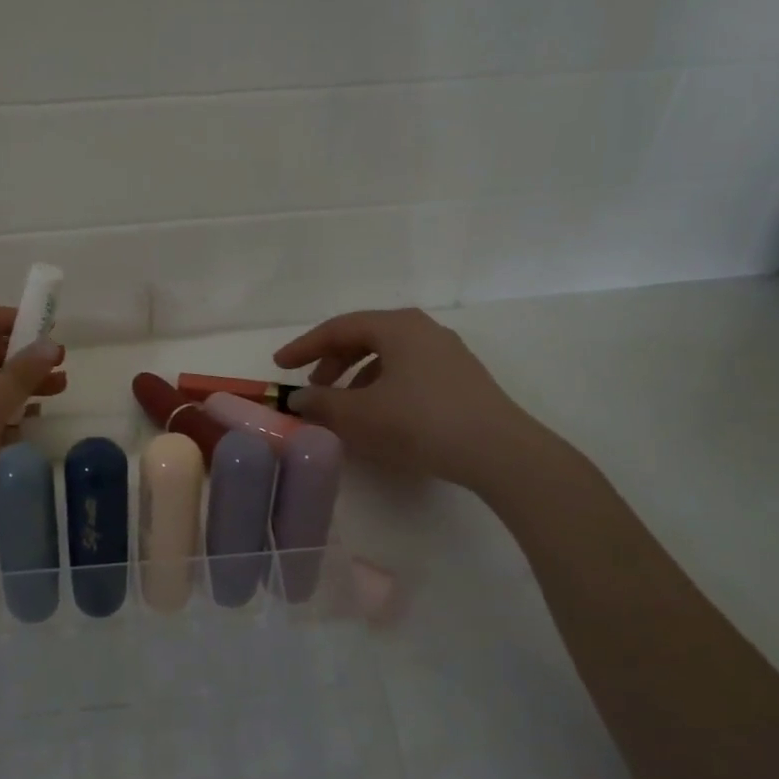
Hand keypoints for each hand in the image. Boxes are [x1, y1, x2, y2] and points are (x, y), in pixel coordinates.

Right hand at [273, 308, 548, 490]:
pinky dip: (382, 387)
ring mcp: (447, 354)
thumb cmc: (420, 422)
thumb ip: (321, 403)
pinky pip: (408, 373)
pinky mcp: (461, 379)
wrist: (498, 451)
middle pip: (364, 338)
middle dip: (331, 362)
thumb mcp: (359, 415)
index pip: (338, 328)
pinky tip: (380, 417)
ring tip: (344, 407)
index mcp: (397, 326)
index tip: (279, 366)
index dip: (304, 347)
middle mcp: (423, 330)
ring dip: (357, 377)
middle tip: (313, 388)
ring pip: (388, 357)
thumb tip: (299, 400)